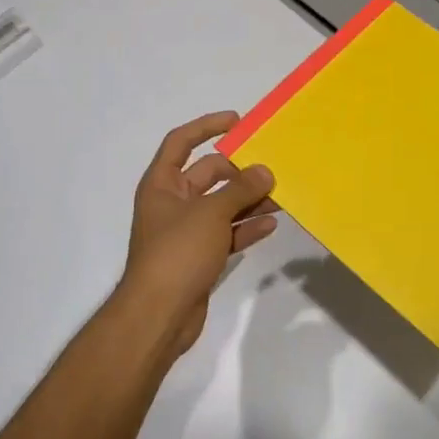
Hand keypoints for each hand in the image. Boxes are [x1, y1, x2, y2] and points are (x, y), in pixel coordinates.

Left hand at [120, 111, 277, 357]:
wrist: (158, 316)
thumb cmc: (177, 252)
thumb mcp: (211, 213)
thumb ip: (240, 189)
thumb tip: (265, 171)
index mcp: (161, 184)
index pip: (181, 142)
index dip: (207, 127)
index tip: (237, 122)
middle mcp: (172, 203)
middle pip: (208, 174)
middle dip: (239, 171)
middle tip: (270, 169)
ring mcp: (185, 232)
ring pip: (221, 205)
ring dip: (248, 200)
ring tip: (281, 196)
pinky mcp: (199, 257)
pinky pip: (226, 233)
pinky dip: (246, 227)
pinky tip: (270, 224)